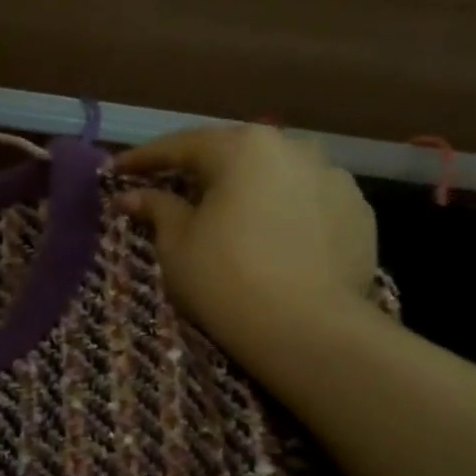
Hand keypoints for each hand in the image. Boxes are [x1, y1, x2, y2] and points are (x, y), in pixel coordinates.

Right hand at [115, 125, 376, 361]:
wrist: (307, 329)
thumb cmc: (225, 279)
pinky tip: (270, 239)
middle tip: (170, 189)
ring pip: (276, 177)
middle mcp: (294, 148)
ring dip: (247, 190)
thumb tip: (132, 195)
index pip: (182, 145)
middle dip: (200, 171)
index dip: (144, 159)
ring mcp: (334, 178)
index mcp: (243, 148)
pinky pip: (307, 203)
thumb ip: (157, 209)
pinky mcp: (359, 213)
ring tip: (227, 216)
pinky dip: (282, 213)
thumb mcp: (176, 244)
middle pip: (234, 155)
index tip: (117, 169)